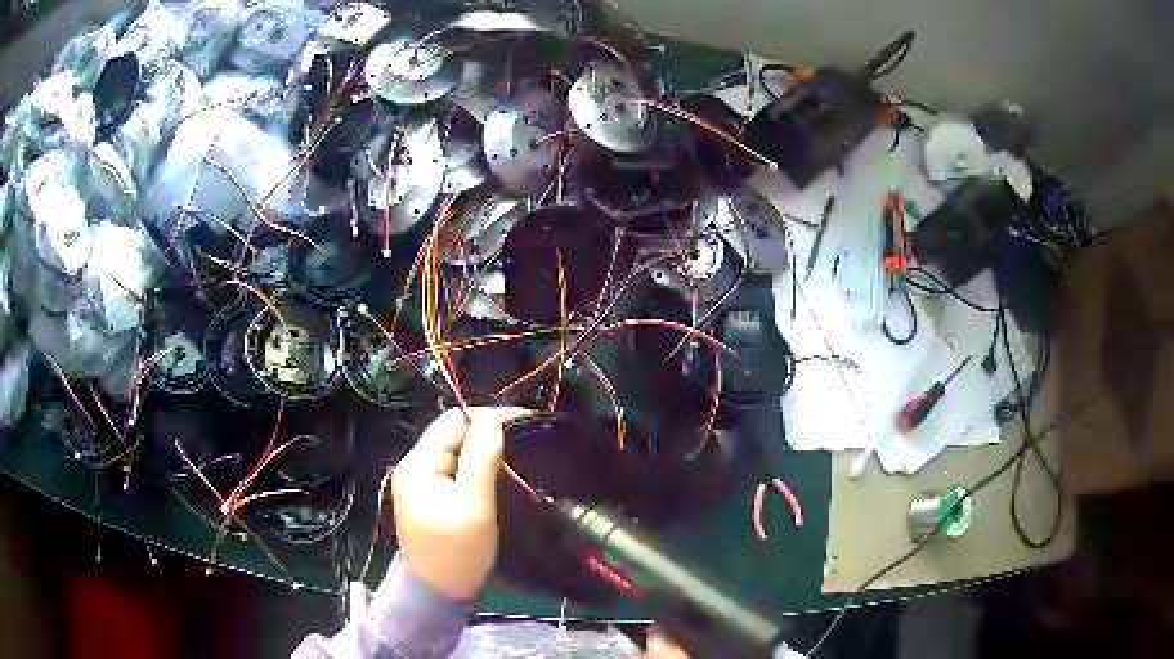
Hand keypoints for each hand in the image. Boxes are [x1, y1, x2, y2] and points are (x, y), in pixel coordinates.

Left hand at [392, 407, 527, 599]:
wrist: (438, 593)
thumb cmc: (456, 551)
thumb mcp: (473, 505)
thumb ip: (481, 458)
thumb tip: (493, 419)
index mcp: (417, 464)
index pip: (452, 421)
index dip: (486, 417)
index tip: (523, 422)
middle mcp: (414, 467)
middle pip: (452, 434)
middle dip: (486, 431)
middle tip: (524, 438)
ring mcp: (421, 483)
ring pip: (455, 452)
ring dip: (483, 449)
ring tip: (515, 453)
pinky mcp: (431, 498)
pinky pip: (455, 470)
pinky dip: (476, 466)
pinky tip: (496, 472)